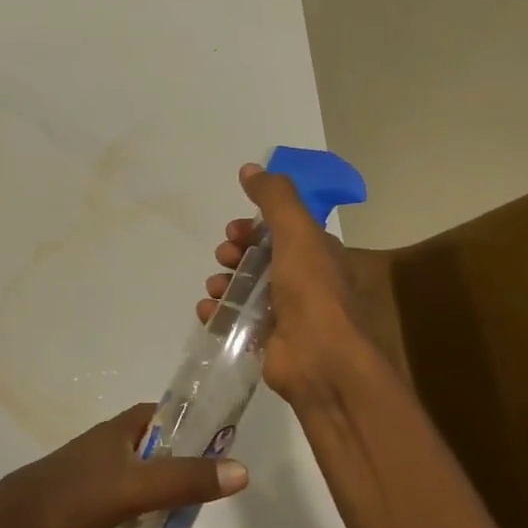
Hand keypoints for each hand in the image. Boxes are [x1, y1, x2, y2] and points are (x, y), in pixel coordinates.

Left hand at [0, 404, 248, 527]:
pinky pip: (121, 501)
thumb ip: (185, 480)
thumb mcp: (134, 489)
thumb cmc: (71, 499)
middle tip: (209, 493)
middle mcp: (105, 445)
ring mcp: (90, 474)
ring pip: (137, 477)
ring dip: (160, 492)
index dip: (192, 424)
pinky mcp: (79, 501)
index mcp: (118, 430)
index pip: (164, 414)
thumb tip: (241, 470)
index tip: (221, 446)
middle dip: (181, 465)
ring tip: (186, 519)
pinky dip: (138, 513)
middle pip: (154, 448)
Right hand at [197, 163, 381, 406]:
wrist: (320, 360)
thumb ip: (274, 199)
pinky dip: (218, 313)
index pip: (281, 231)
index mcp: (317, 254)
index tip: (234, 229)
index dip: (255, 227)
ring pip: (246, 290)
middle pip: (261, 259)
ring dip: (224, 283)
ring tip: (214, 287)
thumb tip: (250, 168)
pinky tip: (207, 311)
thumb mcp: (296, 232)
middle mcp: (304, 282)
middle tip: (224, 256)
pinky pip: (237, 321)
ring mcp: (287, 314)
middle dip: (236, 253)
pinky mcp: (269, 341)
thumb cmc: (311, 291)